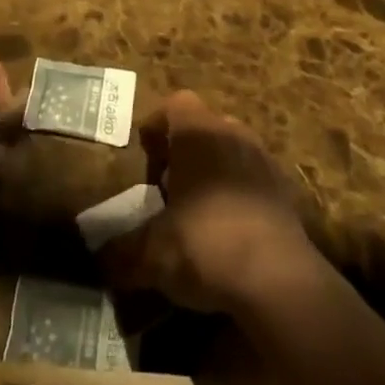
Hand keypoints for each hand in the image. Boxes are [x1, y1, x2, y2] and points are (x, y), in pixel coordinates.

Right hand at [107, 90, 314, 312]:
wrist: (278, 279)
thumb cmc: (205, 245)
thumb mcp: (152, 253)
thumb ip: (122, 250)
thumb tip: (99, 257)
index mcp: (198, 132)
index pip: (174, 104)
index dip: (156, 128)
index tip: (146, 162)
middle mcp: (233, 133)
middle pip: (203, 127)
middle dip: (184, 153)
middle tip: (168, 192)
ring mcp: (263, 159)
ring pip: (230, 151)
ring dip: (212, 173)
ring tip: (197, 214)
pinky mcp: (284, 190)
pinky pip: (252, 179)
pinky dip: (238, 196)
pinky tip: (228, 235)